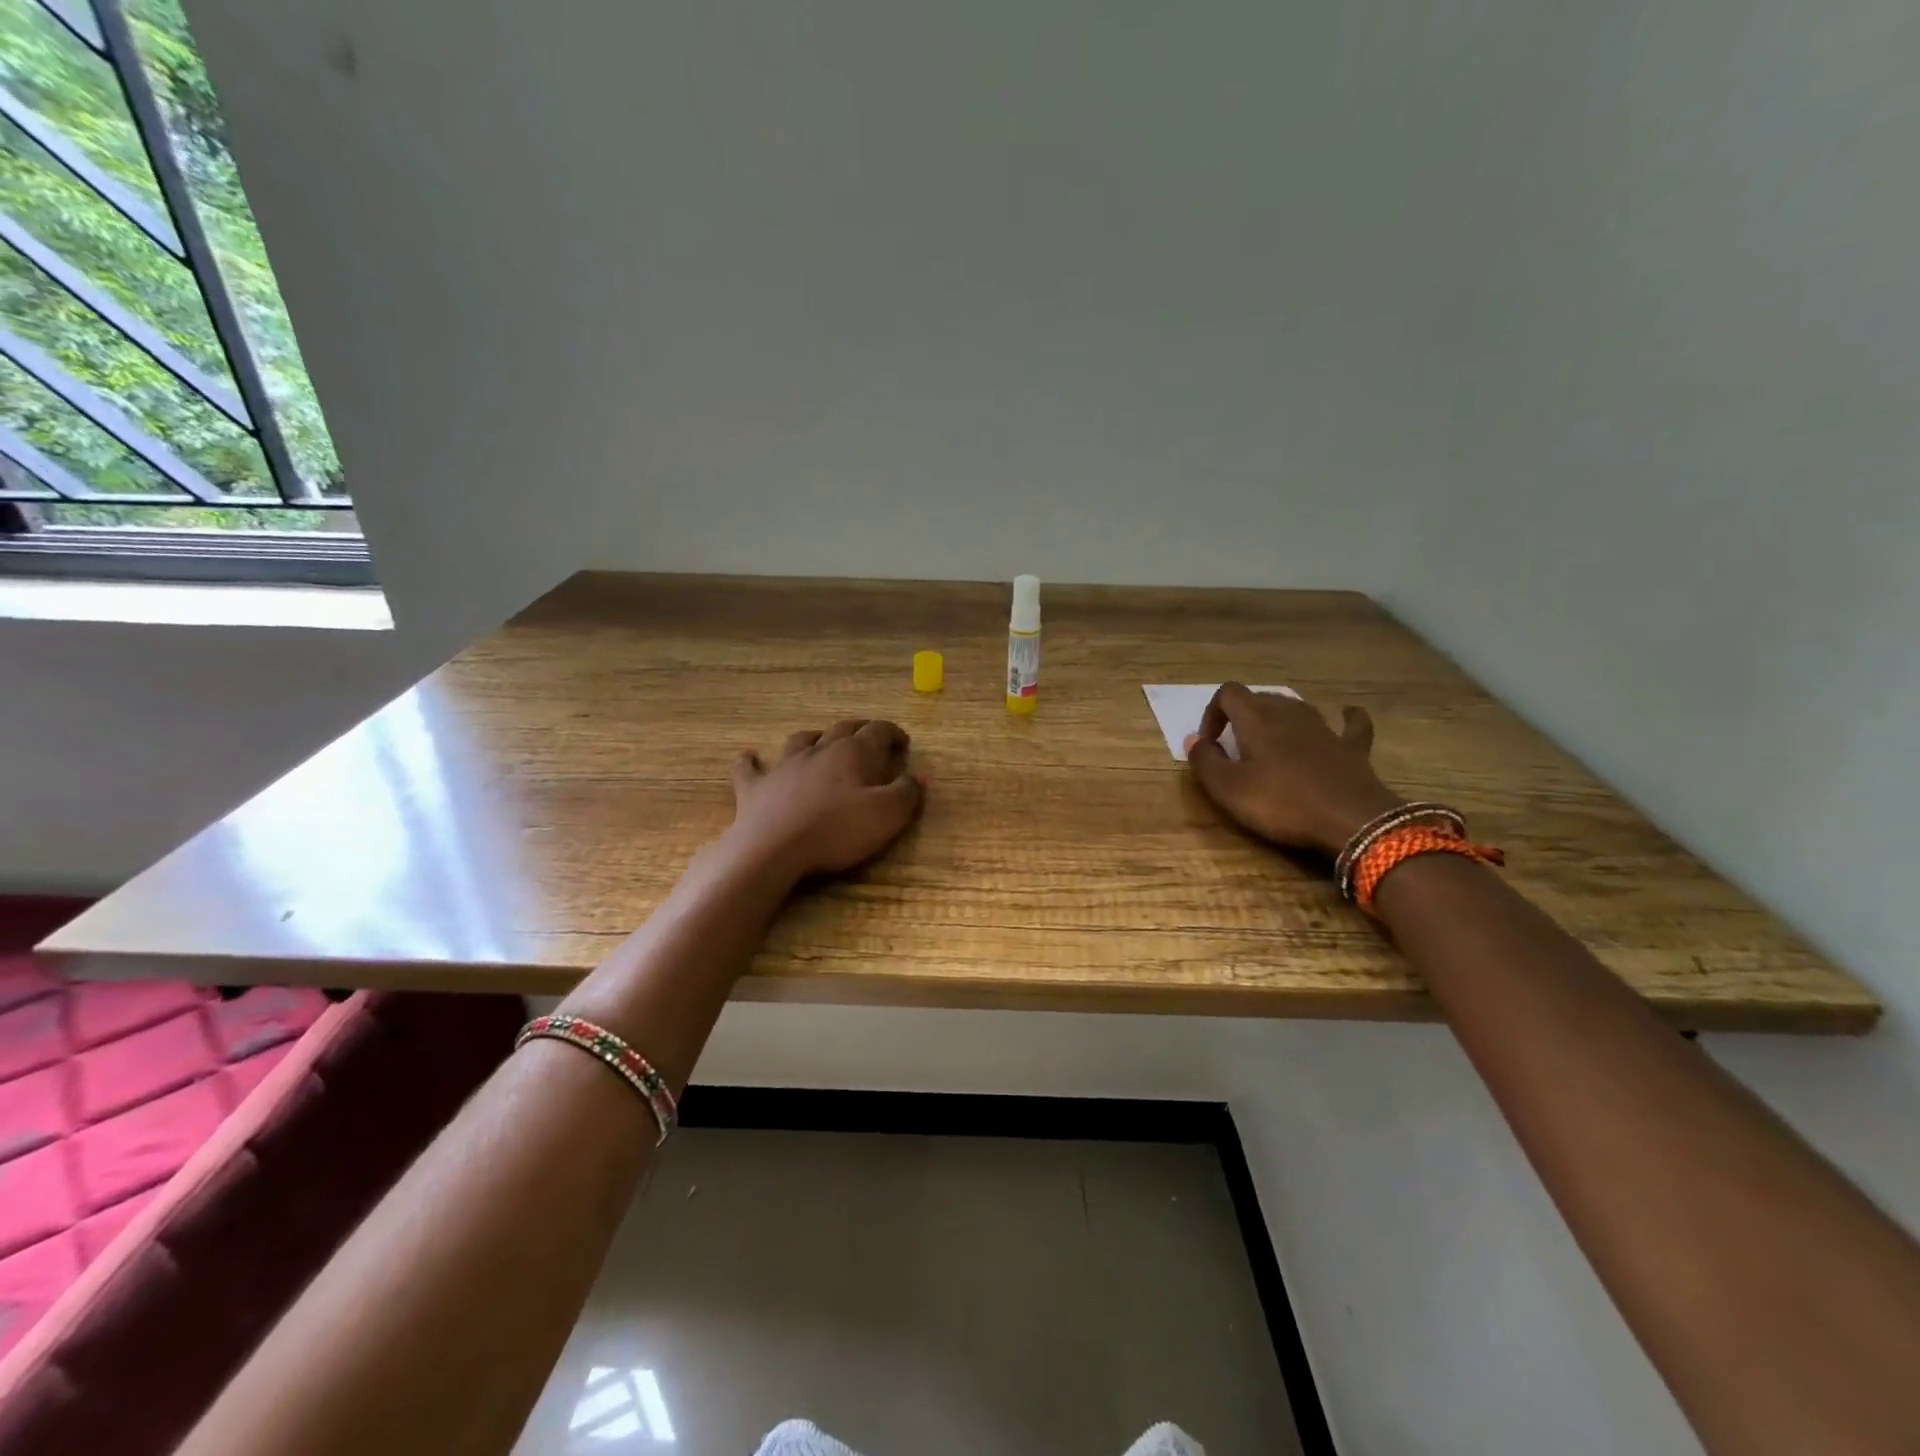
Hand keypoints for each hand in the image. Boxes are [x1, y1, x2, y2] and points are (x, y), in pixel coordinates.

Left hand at [725, 719, 924, 880]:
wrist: (773, 850)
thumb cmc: (837, 831)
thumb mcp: (887, 816)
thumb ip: (907, 793)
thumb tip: (918, 777)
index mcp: (853, 753)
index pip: (878, 731)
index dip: (893, 733)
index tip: (903, 744)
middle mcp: (819, 750)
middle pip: (842, 729)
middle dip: (860, 730)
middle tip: (870, 737)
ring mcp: (784, 766)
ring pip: (801, 740)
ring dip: (814, 737)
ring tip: (820, 740)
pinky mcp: (755, 787)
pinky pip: (750, 768)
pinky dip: (751, 762)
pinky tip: (750, 758)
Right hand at [1186, 684, 1404, 856]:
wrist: (1352, 820)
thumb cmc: (1282, 803)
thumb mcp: (1228, 789)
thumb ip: (1205, 761)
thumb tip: (1193, 740)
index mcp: (1256, 719)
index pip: (1228, 693)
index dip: (1212, 713)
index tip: (1210, 743)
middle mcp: (1290, 714)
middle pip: (1262, 697)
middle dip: (1242, 715)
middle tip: (1234, 746)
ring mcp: (1325, 728)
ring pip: (1298, 707)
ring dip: (1280, 716)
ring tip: (1270, 739)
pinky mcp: (1352, 747)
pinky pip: (1350, 724)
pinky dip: (1345, 718)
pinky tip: (1345, 715)